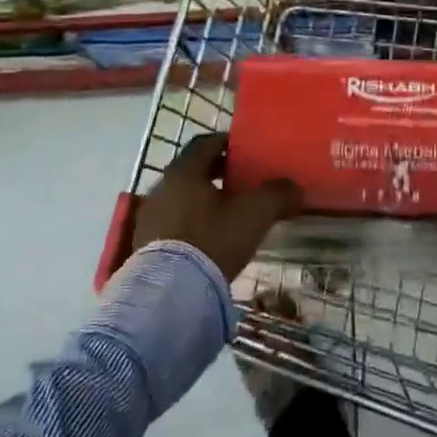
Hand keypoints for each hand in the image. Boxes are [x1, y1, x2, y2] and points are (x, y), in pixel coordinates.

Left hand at [131, 133, 302, 280]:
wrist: (169, 294)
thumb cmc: (212, 240)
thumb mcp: (254, 213)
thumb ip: (277, 194)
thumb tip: (294, 187)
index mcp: (184, 170)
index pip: (206, 142)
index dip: (228, 143)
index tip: (246, 151)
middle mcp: (161, 187)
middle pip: (192, 170)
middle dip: (216, 173)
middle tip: (241, 182)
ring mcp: (148, 217)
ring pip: (181, 197)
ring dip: (202, 200)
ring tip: (226, 214)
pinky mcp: (143, 245)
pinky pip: (171, 223)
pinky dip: (189, 223)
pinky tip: (206, 240)